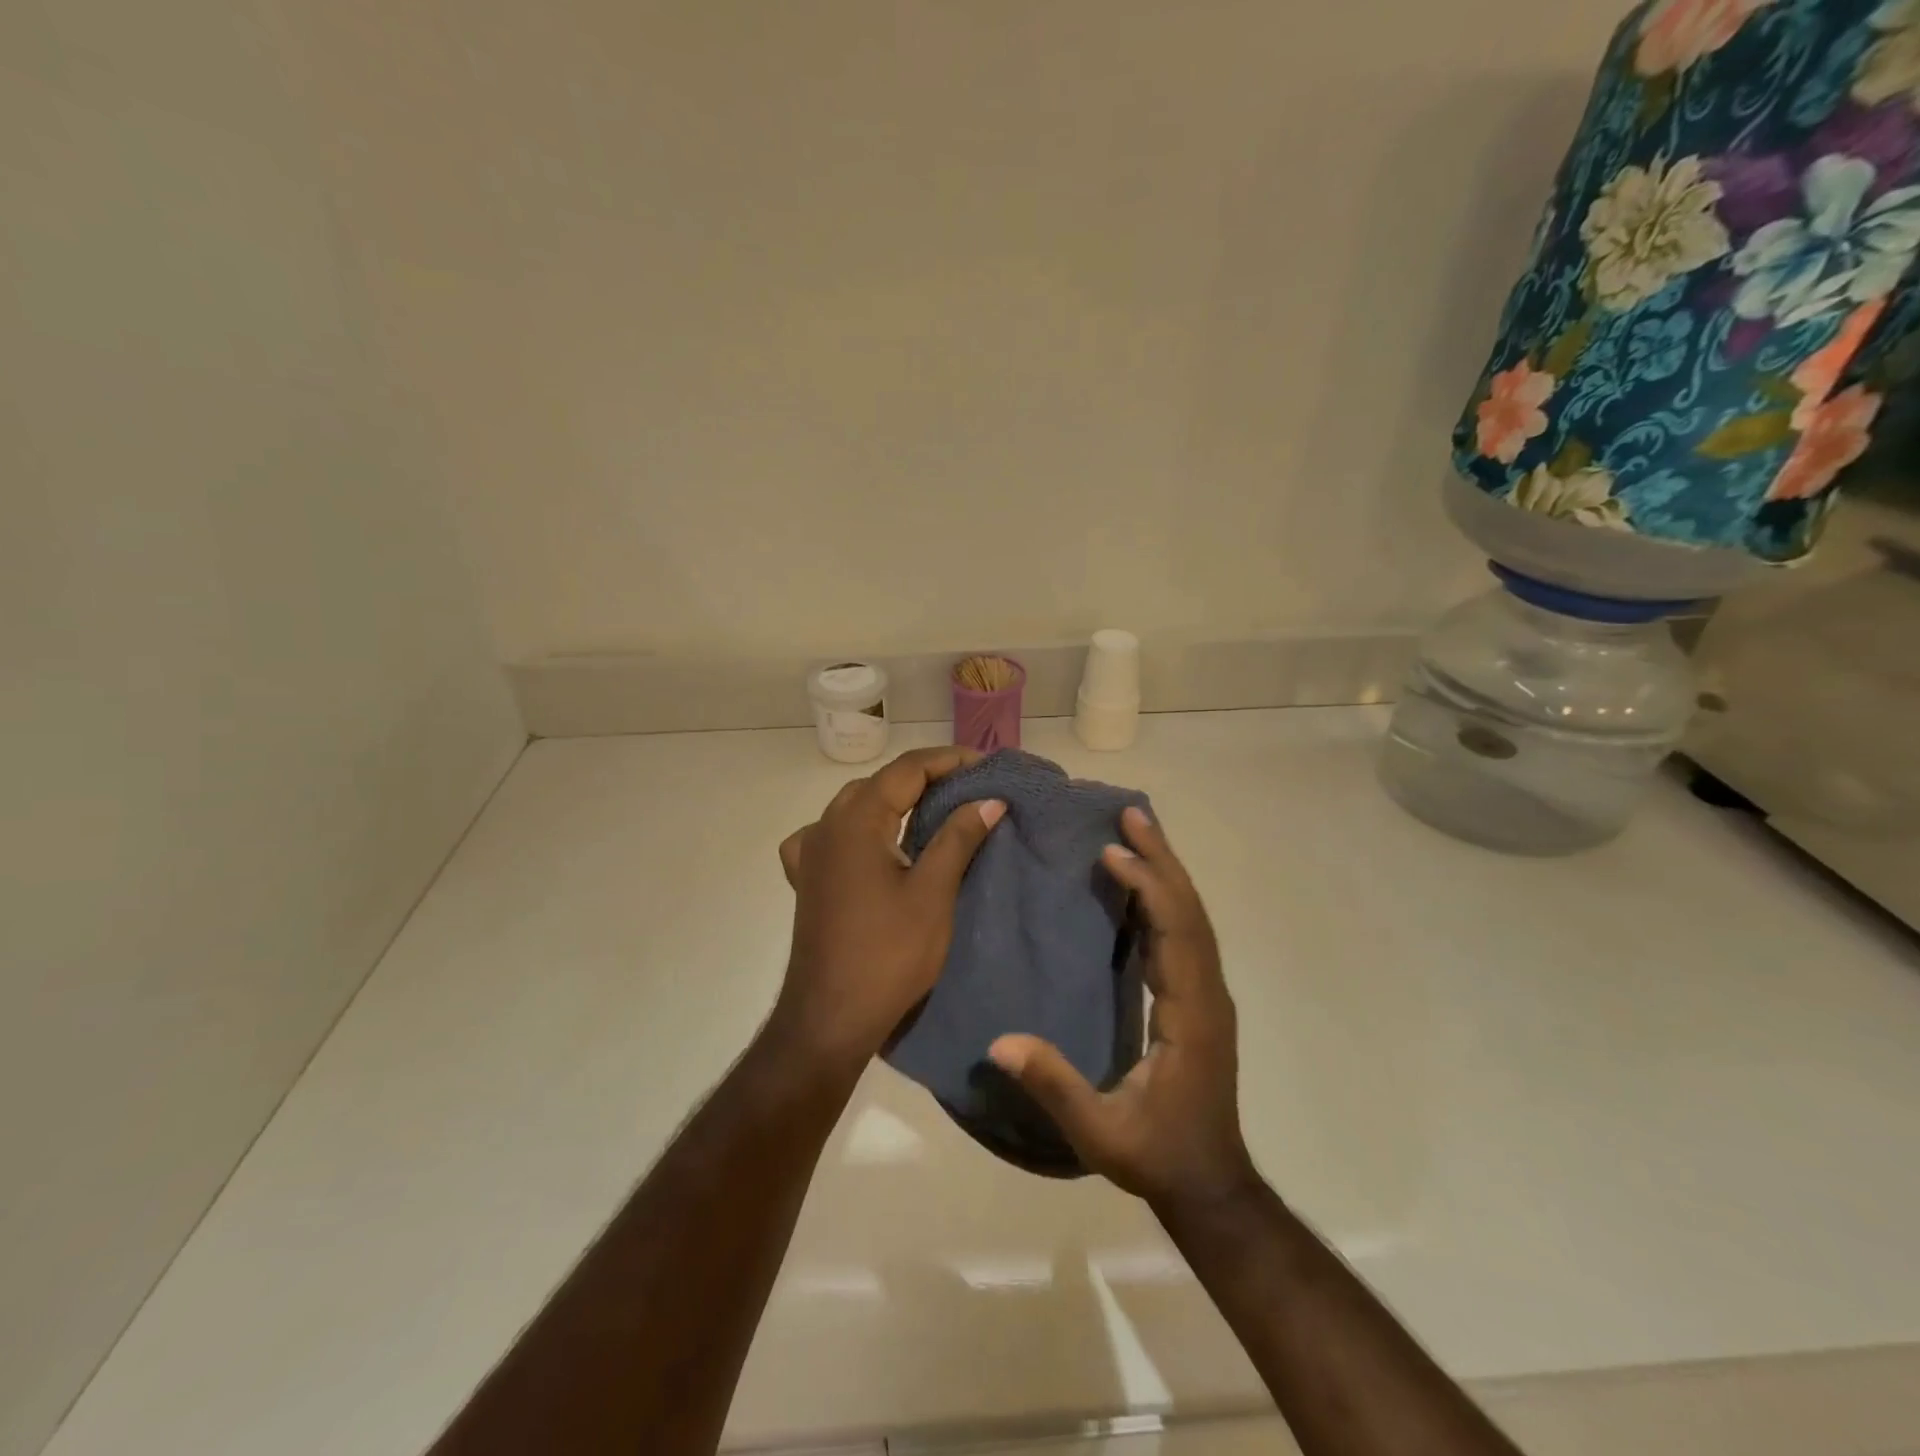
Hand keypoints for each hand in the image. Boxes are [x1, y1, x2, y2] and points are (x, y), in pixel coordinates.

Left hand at [771, 747, 1004, 1073]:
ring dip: (895, 799)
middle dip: (926, 777)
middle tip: (970, 786)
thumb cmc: (888, 954)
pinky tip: (871, 843)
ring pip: (856, 805)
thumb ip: (958, 838)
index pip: (907, 769)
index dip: (949, 760)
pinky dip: (859, 827)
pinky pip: (832, 835)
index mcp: (856, 820)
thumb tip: (989, 800)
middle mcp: (827, 825)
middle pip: (881, 782)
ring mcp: (812, 853)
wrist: (830, 1018)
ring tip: (934, 807)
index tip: (987, 765)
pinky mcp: (808, 880)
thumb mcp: (933, 893)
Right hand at [988, 807, 1258, 1210]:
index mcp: (1191, 1014)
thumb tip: (1000, 1042)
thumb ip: (1054, 1086)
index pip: (1176, 934)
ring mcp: (1206, 994)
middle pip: (1190, 911)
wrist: (1210, 1183)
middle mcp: (1206, 992)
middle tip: (1133, 814)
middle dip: (1162, 860)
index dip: (1149, 889)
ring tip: (1138, 831)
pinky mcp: (1198, 998)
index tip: (1113, 854)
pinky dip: (1165, 898)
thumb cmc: (1158, 1155)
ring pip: (1192, 917)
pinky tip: (1140, 882)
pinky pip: (1184, 934)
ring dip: (1166, 872)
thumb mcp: (1101, 1131)